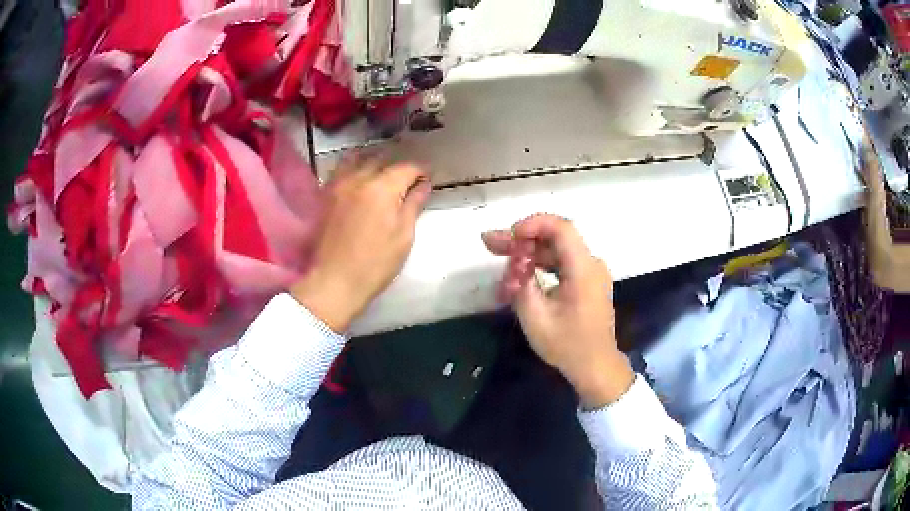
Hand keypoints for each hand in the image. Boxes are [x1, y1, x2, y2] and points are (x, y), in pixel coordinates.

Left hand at [291, 155, 431, 332]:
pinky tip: (359, 180)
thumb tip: (423, 184)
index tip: (427, 178)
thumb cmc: (375, 264)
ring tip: (382, 173)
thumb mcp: (403, 236)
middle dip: (397, 166)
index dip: (420, 170)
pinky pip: (340, 171)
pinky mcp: (325, 196)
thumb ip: (413, 204)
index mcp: (382, 188)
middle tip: (407, 179)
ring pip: (357, 159)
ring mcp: (338, 186)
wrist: (334, 282)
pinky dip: (353, 169)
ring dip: (373, 161)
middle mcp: (358, 179)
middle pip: (381, 160)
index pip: (406, 167)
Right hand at [482, 214, 633, 408]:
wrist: (596, 367)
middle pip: (555, 237)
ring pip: (557, 249)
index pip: (561, 228)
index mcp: (583, 270)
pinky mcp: (586, 282)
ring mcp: (590, 273)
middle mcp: (591, 264)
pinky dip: (540, 263)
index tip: (509, 235)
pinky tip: (520, 270)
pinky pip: (562, 262)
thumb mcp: (536, 319)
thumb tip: (514, 265)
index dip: (533, 224)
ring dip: (529, 250)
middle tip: (490, 242)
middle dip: (522, 238)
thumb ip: (521, 286)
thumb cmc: (568, 346)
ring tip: (498, 254)